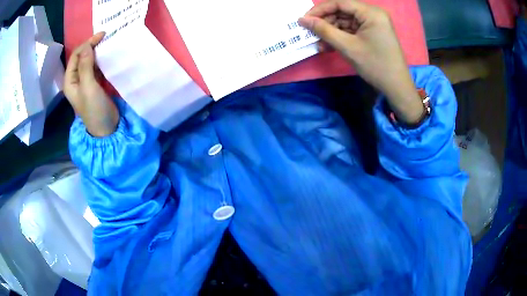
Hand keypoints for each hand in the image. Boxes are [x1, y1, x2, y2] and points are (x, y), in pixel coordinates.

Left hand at [64, 32, 118, 136]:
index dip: (87, 44)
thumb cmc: (94, 109)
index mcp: (70, 80)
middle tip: (106, 37)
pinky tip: (107, 56)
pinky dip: (101, 60)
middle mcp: (75, 79)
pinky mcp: (94, 84)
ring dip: (97, 51)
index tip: (101, 36)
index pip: (75, 56)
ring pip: (89, 61)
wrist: (105, 128)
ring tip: (107, 44)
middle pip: (81, 57)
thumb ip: (86, 66)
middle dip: (92, 45)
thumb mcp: (88, 87)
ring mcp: (85, 81)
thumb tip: (87, 46)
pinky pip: (95, 67)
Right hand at [299, 0, 423, 123]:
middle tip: (311, 34)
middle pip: (342, 12)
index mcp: (371, 12)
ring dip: (332, 32)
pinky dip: (341, 37)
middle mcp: (373, 14)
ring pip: (346, 21)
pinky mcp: (373, 32)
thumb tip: (302, 19)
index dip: (320, 10)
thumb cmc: (375, 65)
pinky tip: (330, 46)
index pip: (340, 3)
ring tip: (320, 45)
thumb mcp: (347, 47)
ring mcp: (374, 23)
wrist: (396, 87)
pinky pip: (352, 30)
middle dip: (326, 23)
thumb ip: (324, 30)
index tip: (304, 19)